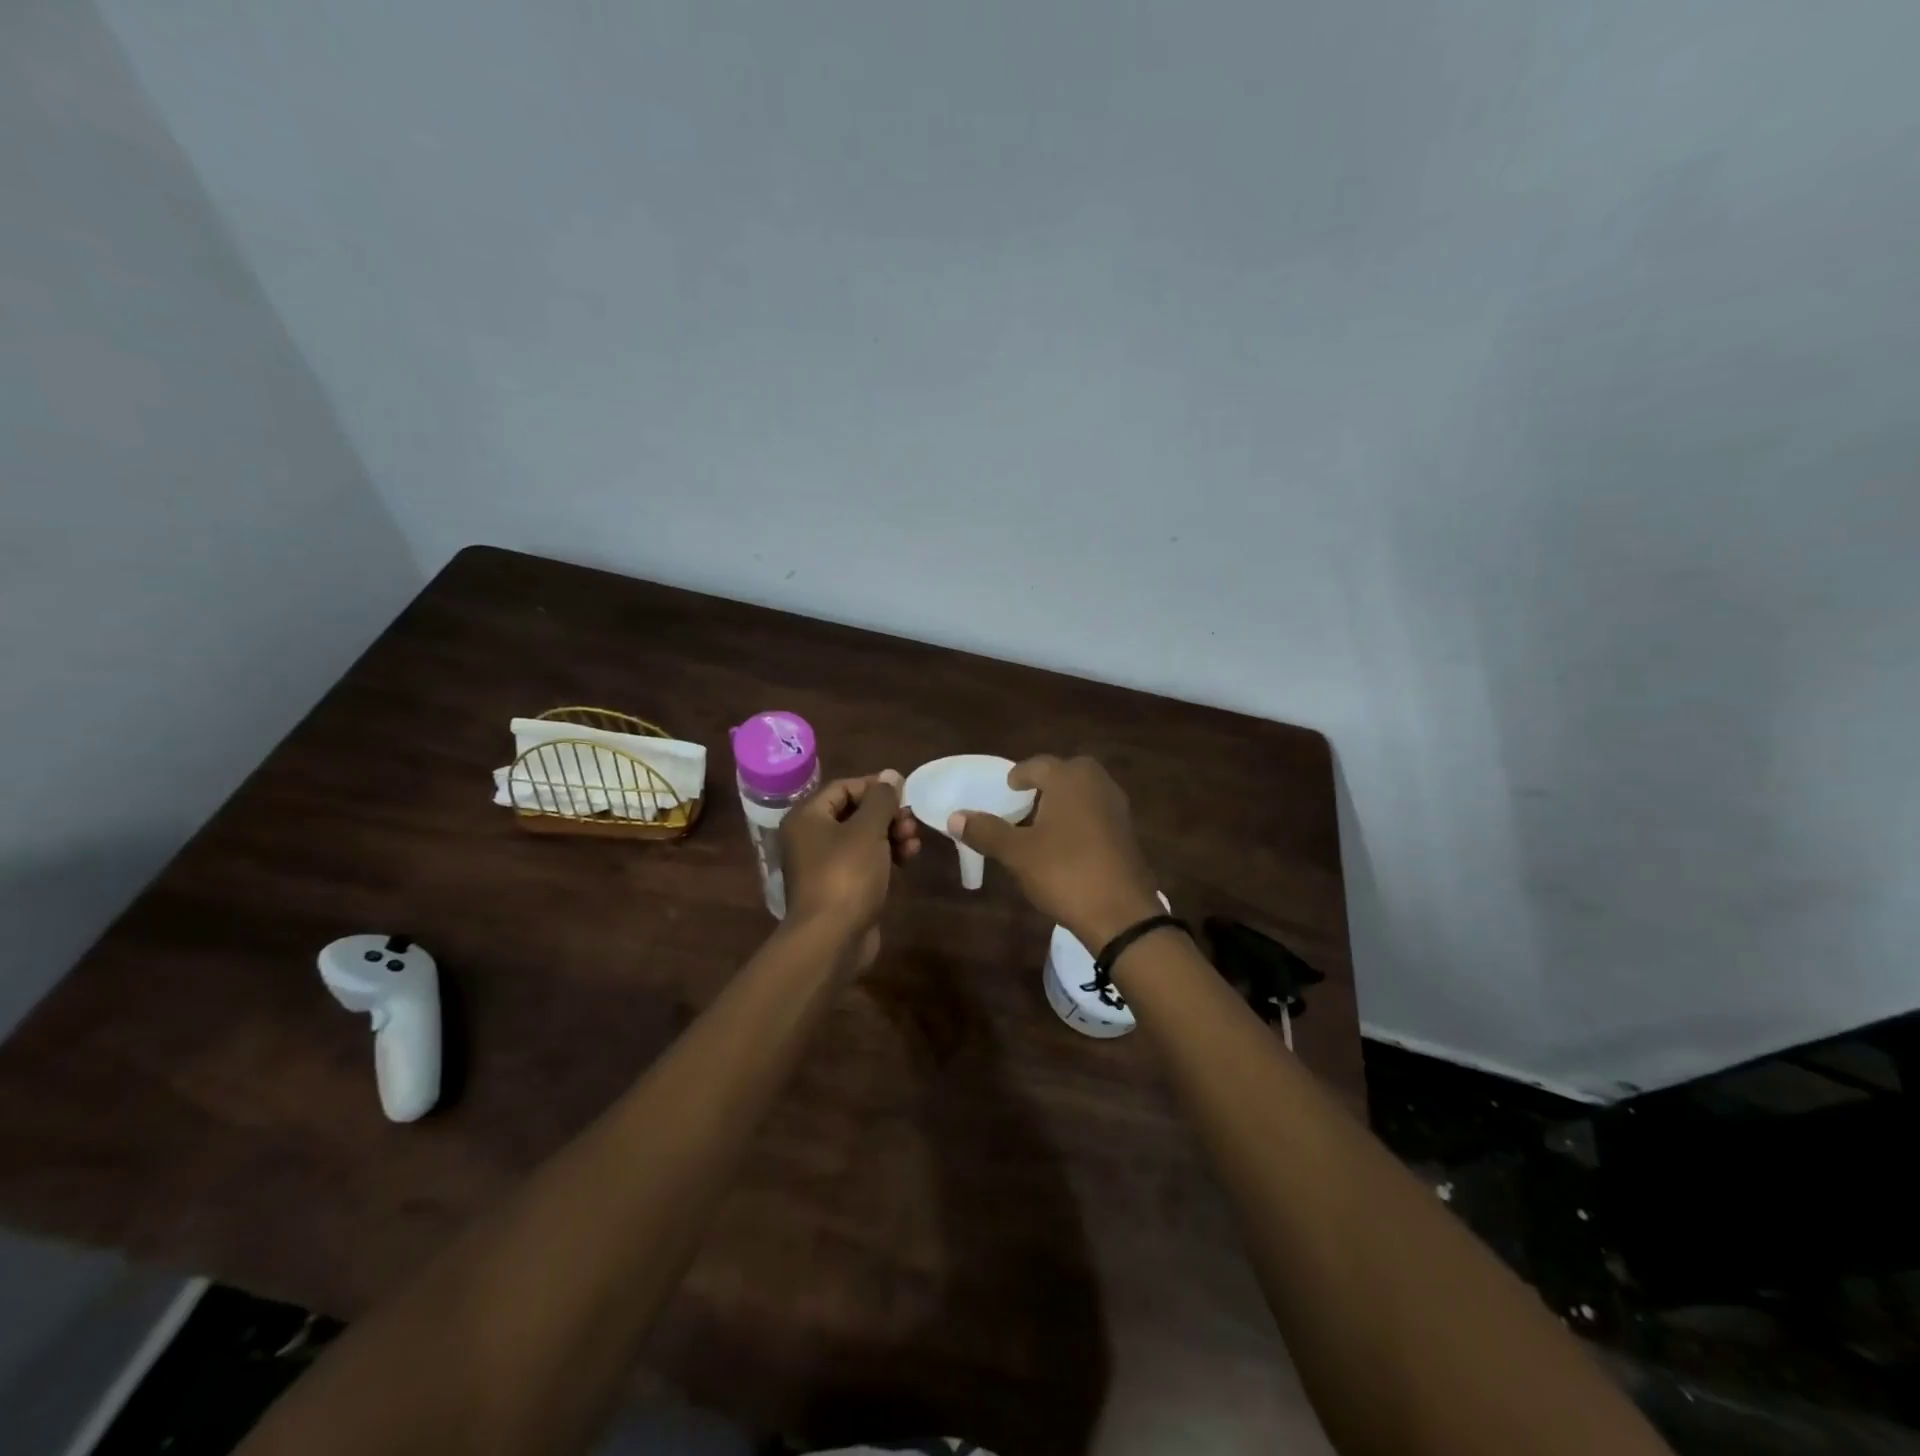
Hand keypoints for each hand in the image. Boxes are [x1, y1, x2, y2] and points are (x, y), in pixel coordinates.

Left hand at [779, 770, 919, 969]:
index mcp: (808, 817)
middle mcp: (810, 838)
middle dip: (887, 814)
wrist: (831, 939)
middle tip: (911, 821)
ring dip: (891, 834)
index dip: (874, 786)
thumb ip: (881, 799)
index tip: (904, 793)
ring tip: (914, 842)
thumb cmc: (846, 875)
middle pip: (854, 813)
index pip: (843, 787)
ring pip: (863, 838)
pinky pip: (865, 862)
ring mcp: (825, 865)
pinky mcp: (841, 888)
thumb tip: (890, 775)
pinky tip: (908, 859)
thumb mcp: (868, 830)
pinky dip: (886, 856)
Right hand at [948, 755, 1160, 948]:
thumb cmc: (1064, 873)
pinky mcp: (1128, 833)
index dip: (1019, 775)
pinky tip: (1067, 845)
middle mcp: (1097, 784)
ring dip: (1064, 801)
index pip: (1038, 764)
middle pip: (1067, 772)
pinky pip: (1098, 813)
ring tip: (1042, 824)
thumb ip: (986, 831)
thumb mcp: (1017, 853)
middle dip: (1046, 783)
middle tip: (1025, 801)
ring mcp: (1117, 808)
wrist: (1121, 914)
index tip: (1007, 788)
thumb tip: (955, 817)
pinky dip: (1081, 818)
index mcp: (1069, 779)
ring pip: (1085, 792)